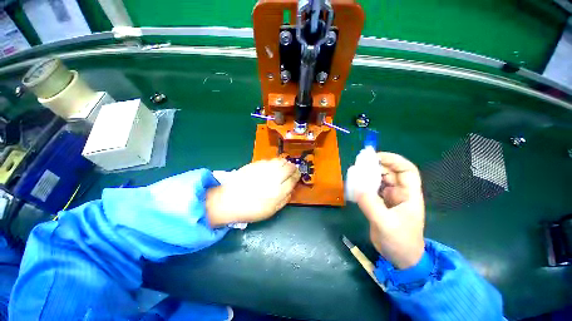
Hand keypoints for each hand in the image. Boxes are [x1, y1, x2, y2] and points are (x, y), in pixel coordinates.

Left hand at [206, 158, 300, 226]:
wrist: (228, 201)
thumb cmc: (251, 210)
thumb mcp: (272, 211)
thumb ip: (284, 199)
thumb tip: (291, 189)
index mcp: (278, 191)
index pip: (293, 179)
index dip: (297, 176)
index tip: (297, 175)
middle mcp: (273, 177)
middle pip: (289, 167)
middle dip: (293, 168)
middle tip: (292, 170)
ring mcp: (263, 169)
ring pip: (280, 161)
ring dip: (285, 163)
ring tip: (284, 167)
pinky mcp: (255, 165)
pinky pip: (269, 160)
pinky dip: (274, 162)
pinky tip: (272, 167)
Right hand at [356, 152, 425, 269]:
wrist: (400, 259)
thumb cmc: (400, 242)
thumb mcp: (386, 224)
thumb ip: (371, 205)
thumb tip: (357, 186)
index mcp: (409, 195)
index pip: (407, 170)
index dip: (393, 160)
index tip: (375, 157)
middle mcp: (400, 193)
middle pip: (390, 172)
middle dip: (375, 166)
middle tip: (359, 165)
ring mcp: (389, 198)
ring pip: (379, 180)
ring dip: (367, 175)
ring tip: (354, 174)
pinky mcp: (379, 204)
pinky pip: (371, 189)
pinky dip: (363, 186)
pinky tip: (354, 186)